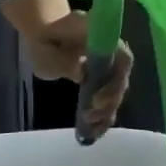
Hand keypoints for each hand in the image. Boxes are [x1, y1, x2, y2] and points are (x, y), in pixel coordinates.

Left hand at [26, 15, 132, 136]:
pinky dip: (103, 116)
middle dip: (110, 100)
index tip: (97, 98)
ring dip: (107, 111)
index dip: (116, 80)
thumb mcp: (45, 48)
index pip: (122, 57)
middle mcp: (111, 51)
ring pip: (117, 91)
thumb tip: (81, 72)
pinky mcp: (103, 80)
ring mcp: (108, 66)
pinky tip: (94, 131)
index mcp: (101, 36)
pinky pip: (110, 98)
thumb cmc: (44, 38)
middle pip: (121, 78)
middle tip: (91, 113)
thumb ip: (62, 60)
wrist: (45, 34)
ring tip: (90, 125)